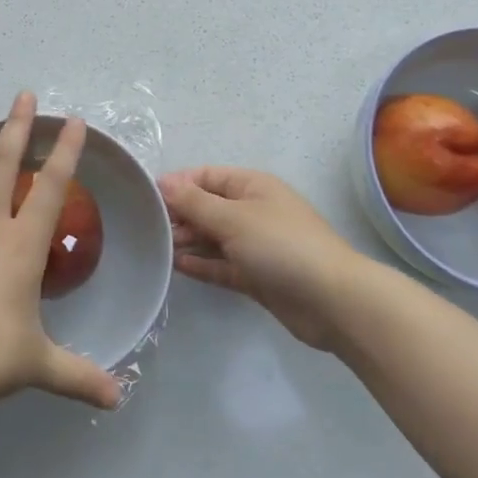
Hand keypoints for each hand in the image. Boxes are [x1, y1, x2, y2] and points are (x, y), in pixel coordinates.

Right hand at [160, 167, 362, 352]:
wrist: (332, 301)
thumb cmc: (281, 246)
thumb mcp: (232, 218)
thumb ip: (194, 202)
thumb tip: (163, 183)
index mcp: (252, 186)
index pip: (206, 176)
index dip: (178, 184)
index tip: (146, 198)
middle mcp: (253, 211)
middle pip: (207, 207)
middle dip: (180, 215)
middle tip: (149, 229)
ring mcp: (255, 245)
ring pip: (213, 237)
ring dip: (188, 241)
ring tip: (157, 248)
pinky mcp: (256, 276)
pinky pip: (222, 265)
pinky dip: (202, 264)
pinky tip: (177, 266)